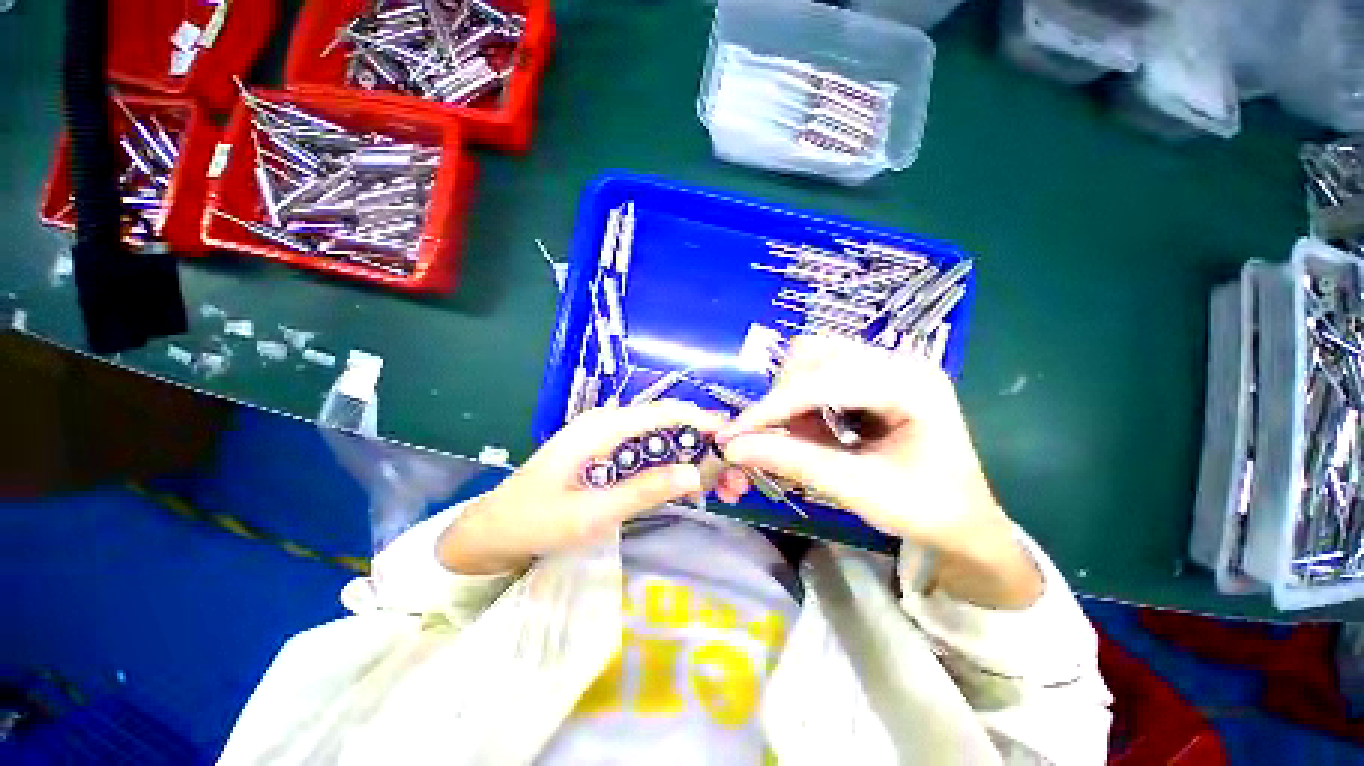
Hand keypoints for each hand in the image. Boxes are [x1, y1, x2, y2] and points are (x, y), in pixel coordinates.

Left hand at [437, 401, 726, 573]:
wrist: (492, 530)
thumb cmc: (537, 520)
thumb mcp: (593, 512)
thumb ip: (644, 490)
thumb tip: (695, 473)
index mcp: (602, 427)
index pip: (663, 412)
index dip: (699, 419)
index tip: (731, 436)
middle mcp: (607, 423)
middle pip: (664, 423)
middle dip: (699, 442)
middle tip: (729, 472)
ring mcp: (605, 437)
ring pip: (657, 437)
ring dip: (686, 455)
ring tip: (714, 481)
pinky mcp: (604, 453)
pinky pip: (644, 451)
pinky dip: (667, 464)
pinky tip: (682, 482)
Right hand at [716, 336, 1040, 607]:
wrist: (963, 519)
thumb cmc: (925, 509)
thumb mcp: (860, 490)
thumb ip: (795, 463)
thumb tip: (733, 448)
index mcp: (911, 384)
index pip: (824, 381)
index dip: (773, 407)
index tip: (733, 434)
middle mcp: (897, 361)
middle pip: (814, 356)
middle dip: (782, 399)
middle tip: (770, 440)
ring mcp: (885, 365)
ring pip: (811, 360)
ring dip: (791, 398)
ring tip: (800, 437)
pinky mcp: (871, 376)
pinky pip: (818, 374)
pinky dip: (802, 402)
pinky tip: (815, 430)